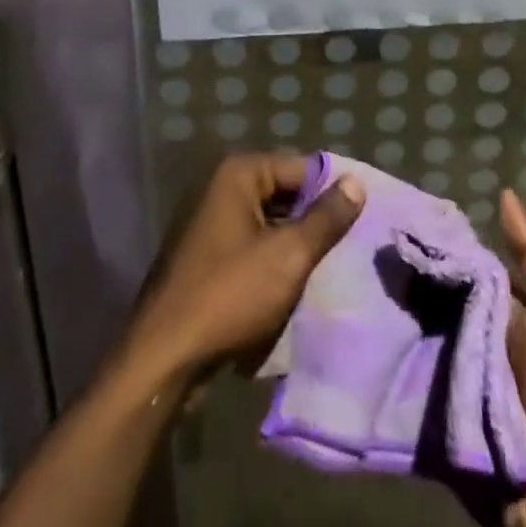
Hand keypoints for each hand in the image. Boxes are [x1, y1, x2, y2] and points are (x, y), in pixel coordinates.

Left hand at [123, 153, 365, 386]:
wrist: (162, 359)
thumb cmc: (229, 296)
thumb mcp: (288, 256)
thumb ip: (326, 218)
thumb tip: (356, 182)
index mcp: (238, 174)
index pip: (301, 168)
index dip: (333, 192)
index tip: (362, 219)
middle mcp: (220, 188)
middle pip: (284, 195)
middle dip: (313, 222)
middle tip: (350, 248)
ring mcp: (209, 223)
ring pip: (268, 225)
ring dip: (294, 247)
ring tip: (329, 270)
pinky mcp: (204, 257)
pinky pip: (250, 249)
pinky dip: (271, 264)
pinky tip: (293, 289)